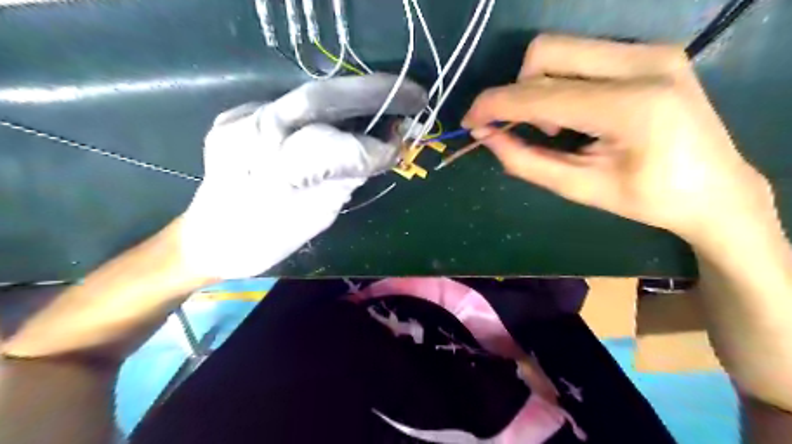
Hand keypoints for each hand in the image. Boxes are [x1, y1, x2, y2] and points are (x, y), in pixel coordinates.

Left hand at [181, 75, 426, 277]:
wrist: (210, 238)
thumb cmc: (266, 239)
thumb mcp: (316, 217)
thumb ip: (347, 179)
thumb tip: (380, 152)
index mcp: (273, 172)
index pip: (336, 148)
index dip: (374, 149)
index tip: (399, 150)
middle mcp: (252, 135)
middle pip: (319, 99)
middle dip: (372, 93)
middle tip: (413, 95)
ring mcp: (240, 119)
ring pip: (308, 98)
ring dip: (352, 98)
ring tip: (385, 102)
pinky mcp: (236, 115)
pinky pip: (290, 106)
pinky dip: (322, 110)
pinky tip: (339, 119)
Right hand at [466, 34, 773, 245]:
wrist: (716, 189)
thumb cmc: (648, 200)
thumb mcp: (579, 188)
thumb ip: (526, 160)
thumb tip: (486, 136)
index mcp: (629, 107)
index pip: (539, 94)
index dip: (494, 105)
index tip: (469, 121)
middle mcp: (643, 63)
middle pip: (546, 52)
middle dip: (517, 91)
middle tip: (525, 128)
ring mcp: (651, 51)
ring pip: (562, 48)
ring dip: (539, 86)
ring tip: (556, 126)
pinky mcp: (651, 52)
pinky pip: (582, 56)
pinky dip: (560, 82)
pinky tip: (575, 112)